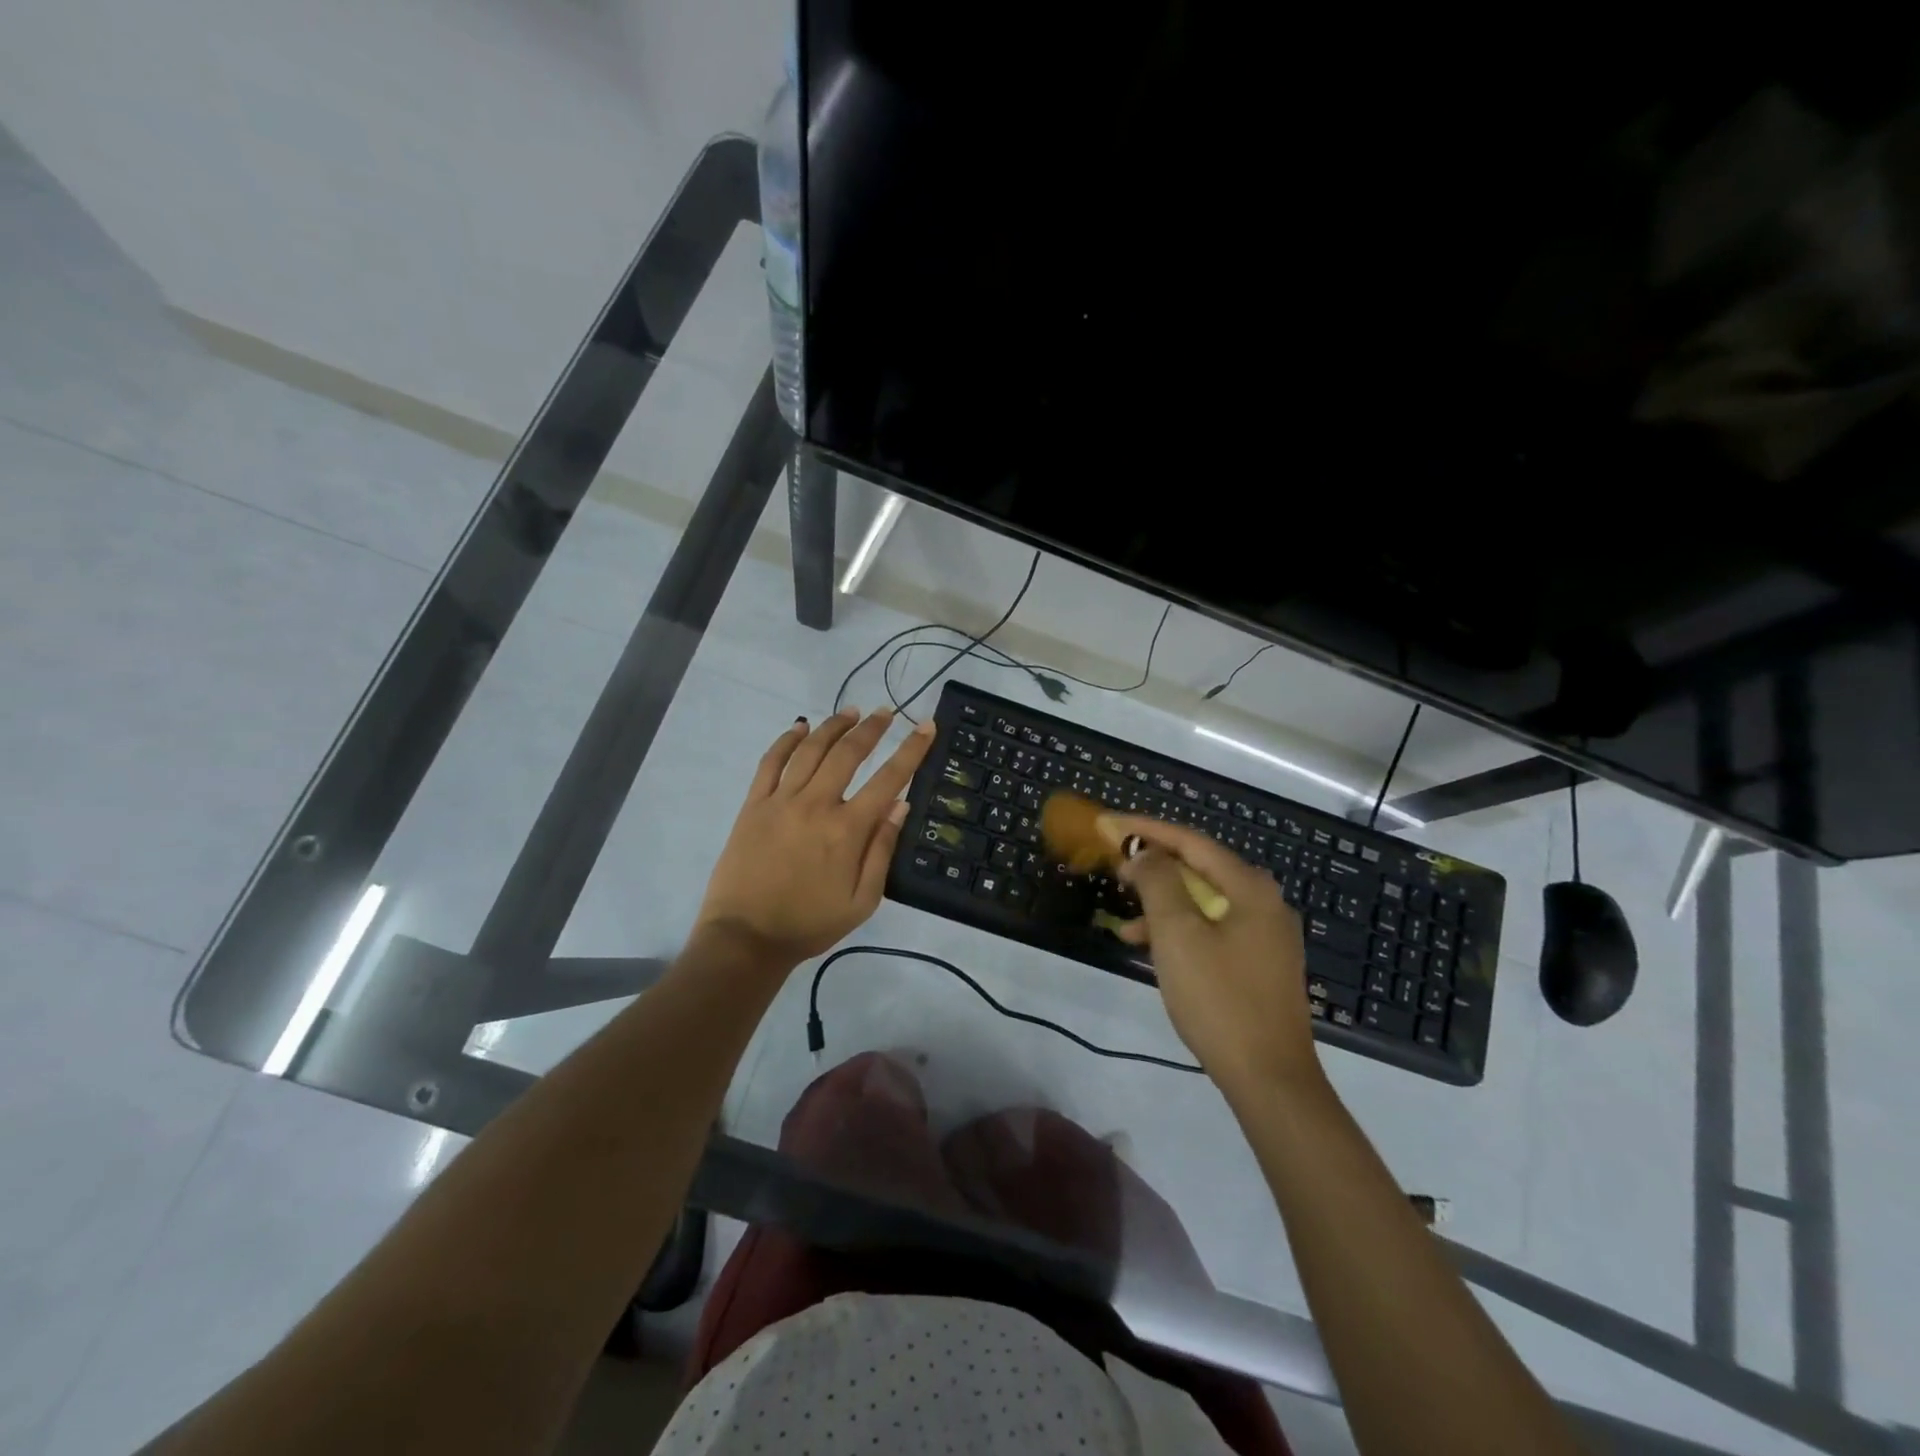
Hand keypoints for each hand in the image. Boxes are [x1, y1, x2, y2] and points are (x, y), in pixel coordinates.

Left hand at [696, 707, 936, 965]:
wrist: (746, 938)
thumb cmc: (810, 924)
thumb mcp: (862, 901)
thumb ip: (882, 850)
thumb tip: (900, 804)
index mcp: (847, 830)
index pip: (888, 779)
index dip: (911, 750)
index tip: (926, 726)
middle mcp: (816, 804)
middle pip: (848, 753)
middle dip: (872, 728)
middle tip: (886, 712)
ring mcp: (781, 801)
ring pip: (810, 749)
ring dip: (833, 726)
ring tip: (851, 712)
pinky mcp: (753, 805)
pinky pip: (770, 762)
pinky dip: (786, 740)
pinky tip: (800, 727)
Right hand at [1099, 814, 1322, 1098]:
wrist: (1270, 1079)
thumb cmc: (1219, 999)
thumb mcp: (1177, 935)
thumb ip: (1158, 883)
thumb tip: (1145, 854)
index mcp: (1249, 888)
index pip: (1191, 841)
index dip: (1146, 830)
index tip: (1107, 824)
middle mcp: (1263, 902)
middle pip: (1199, 868)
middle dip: (1153, 865)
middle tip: (1113, 864)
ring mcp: (1264, 934)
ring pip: (1203, 901)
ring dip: (1162, 902)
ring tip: (1124, 917)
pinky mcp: (1258, 963)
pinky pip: (1212, 928)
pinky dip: (1179, 929)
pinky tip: (1150, 947)